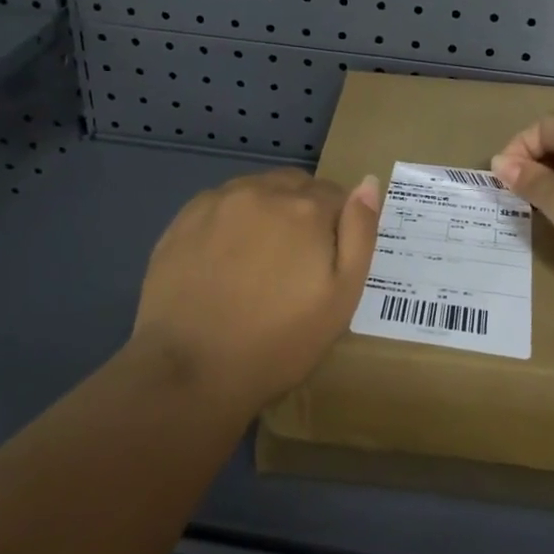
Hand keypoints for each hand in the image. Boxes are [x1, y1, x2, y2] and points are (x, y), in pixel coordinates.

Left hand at [131, 170, 380, 410]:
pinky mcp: (185, 216)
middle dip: (304, 212)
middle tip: (295, 262)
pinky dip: (232, 219)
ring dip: (267, 211)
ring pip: (258, 189)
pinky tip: (224, 258)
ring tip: (257, 261)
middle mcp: (264, 190)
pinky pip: (222, 202)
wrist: (189, 370)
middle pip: (297, 186)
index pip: (337, 195)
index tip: (326, 261)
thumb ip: (360, 234)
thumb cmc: (278, 343)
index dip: (337, 226)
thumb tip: (368, 182)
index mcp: (307, 208)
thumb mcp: (341, 298)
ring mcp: (220, 200)